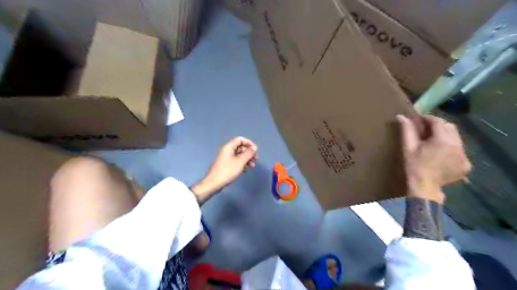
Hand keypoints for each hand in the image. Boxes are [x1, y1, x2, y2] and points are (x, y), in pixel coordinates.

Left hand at [191, 136, 257, 200]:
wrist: (214, 183)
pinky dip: (242, 164)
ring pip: (239, 155)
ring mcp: (226, 158)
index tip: (255, 150)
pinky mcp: (226, 165)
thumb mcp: (240, 161)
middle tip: (256, 159)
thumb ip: (248, 153)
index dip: (249, 143)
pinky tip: (245, 170)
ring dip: (247, 159)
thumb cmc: (228, 171)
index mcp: (229, 147)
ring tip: (252, 166)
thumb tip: (254, 147)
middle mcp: (227, 150)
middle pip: (240, 147)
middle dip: (249, 152)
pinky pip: (236, 161)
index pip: (240, 139)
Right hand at [397, 115, 470, 202]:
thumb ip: (407, 131)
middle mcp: (458, 146)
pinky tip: (441, 153)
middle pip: (450, 127)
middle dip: (438, 125)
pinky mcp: (466, 164)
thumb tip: (401, 116)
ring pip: (456, 138)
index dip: (428, 118)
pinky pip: (460, 149)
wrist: (424, 187)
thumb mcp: (408, 147)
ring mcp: (464, 156)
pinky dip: (451, 148)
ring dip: (445, 135)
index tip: (418, 119)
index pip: (438, 122)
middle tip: (425, 129)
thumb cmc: (414, 166)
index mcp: (443, 141)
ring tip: (432, 141)